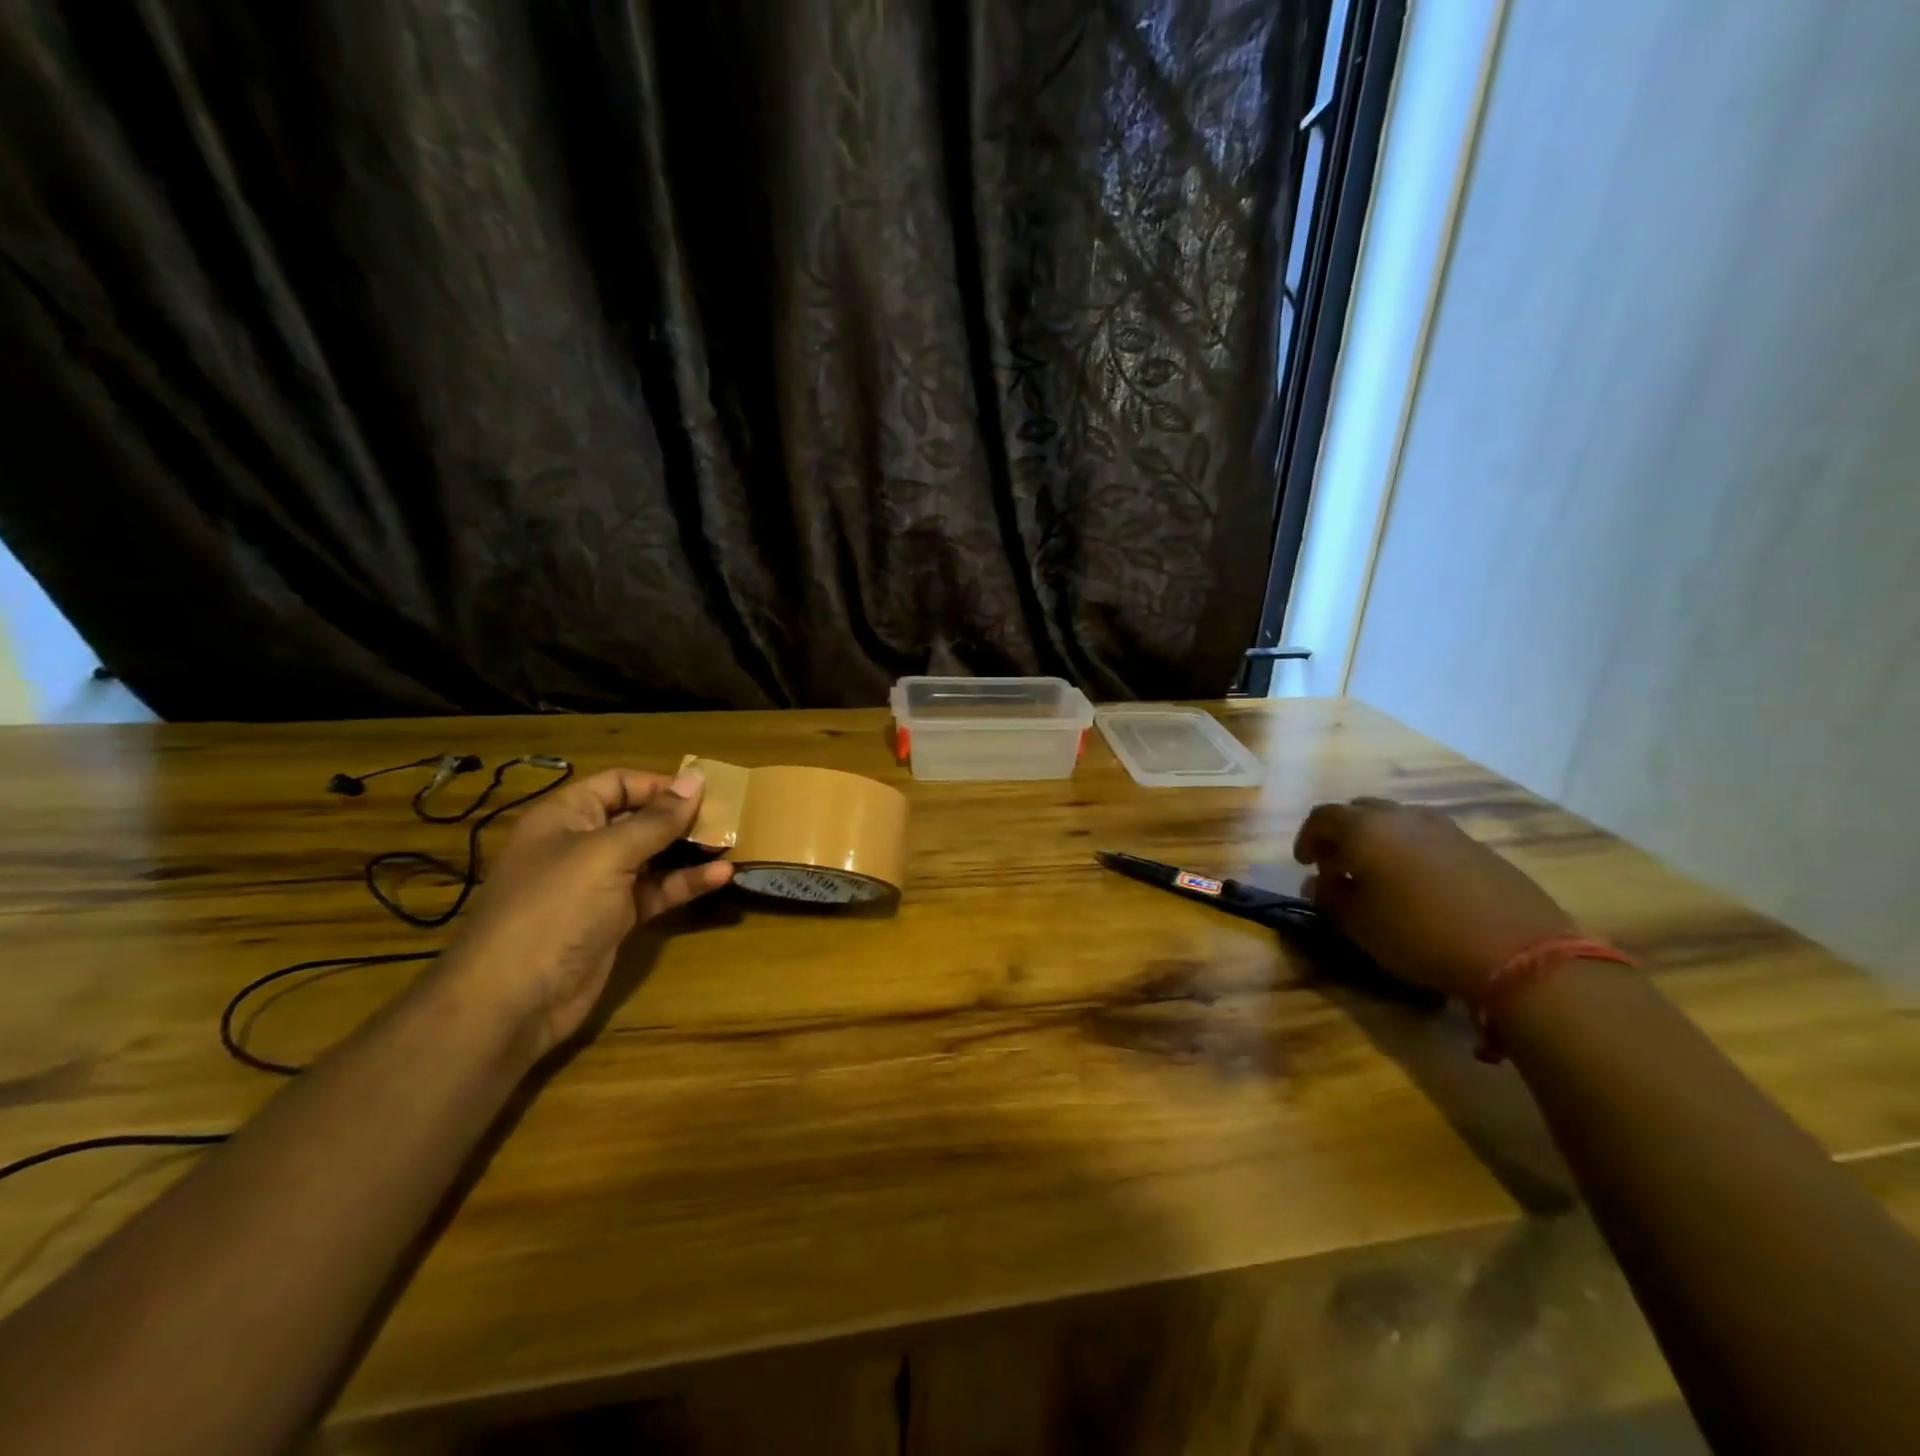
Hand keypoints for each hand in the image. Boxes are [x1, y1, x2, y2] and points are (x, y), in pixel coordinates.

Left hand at [436, 768, 731, 1058]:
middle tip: (727, 818)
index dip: (660, 784)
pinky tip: (720, 877)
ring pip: (652, 857)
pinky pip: (655, 891)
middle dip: (681, 817)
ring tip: (731, 843)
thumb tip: (696, 780)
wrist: (512, 1000)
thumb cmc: (555, 909)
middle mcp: (581, 845)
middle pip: (638, 819)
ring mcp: (598, 885)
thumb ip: (656, 820)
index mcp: (566, 816)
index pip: (618, 783)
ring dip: (689, 851)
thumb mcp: (607, 854)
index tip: (705, 792)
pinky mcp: (615, 919)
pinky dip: (685, 883)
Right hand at [1292, 798, 1573, 998]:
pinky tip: (1420, 885)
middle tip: (1338, 866)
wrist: (1520, 953)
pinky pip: (1430, 838)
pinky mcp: (1478, 847)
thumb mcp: (1359, 924)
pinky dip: (1412, 852)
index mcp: (1365, 829)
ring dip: (1379, 841)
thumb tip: (1318, 883)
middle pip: (1360, 811)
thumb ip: (1330, 897)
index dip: (1306, 838)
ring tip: (1379, 875)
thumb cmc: (1420, 935)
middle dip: (1342, 835)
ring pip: (1398, 822)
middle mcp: (1402, 817)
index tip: (1304, 864)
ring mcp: (1445, 828)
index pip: (1322, 817)